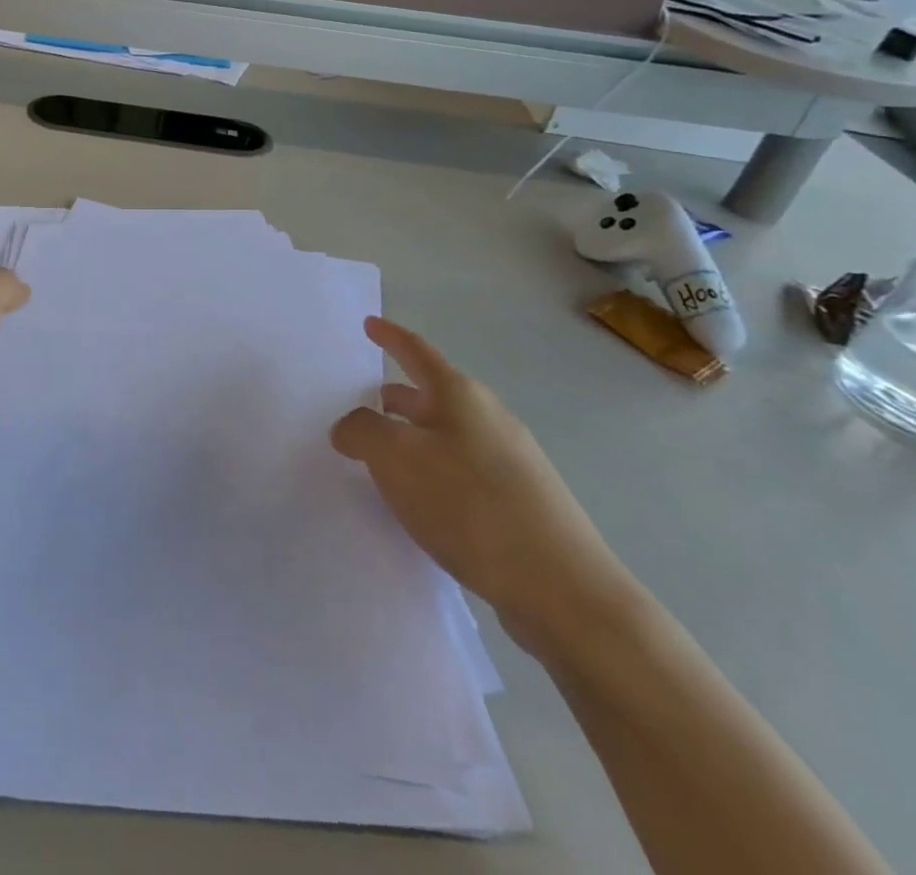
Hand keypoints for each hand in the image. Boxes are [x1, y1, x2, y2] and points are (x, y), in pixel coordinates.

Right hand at [330, 317, 637, 661]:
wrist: (563, 590)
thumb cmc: (470, 505)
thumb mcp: (395, 458)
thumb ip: (361, 431)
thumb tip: (352, 427)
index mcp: (459, 396)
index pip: (416, 351)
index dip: (389, 336)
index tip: (369, 324)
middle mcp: (489, 419)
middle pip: (431, 396)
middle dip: (395, 398)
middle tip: (361, 405)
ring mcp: (511, 462)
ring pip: (446, 436)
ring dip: (412, 440)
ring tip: (380, 460)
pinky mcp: (521, 503)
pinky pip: (462, 472)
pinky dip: (433, 473)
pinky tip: (420, 504)